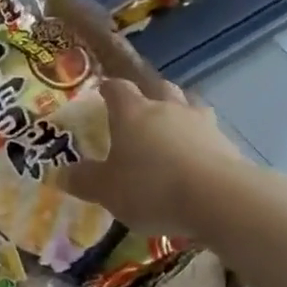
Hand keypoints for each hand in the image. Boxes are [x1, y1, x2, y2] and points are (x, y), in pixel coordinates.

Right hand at [63, 77, 245, 238]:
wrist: (218, 199)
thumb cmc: (150, 187)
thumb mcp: (106, 190)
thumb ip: (83, 180)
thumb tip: (59, 173)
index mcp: (133, 113)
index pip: (118, 89)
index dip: (109, 88)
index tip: (103, 90)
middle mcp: (167, 109)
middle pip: (158, 87)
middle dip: (148, 93)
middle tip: (139, 106)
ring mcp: (201, 123)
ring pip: (188, 105)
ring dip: (178, 110)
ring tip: (171, 127)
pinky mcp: (226, 144)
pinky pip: (208, 132)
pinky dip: (199, 139)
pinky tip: (195, 156)